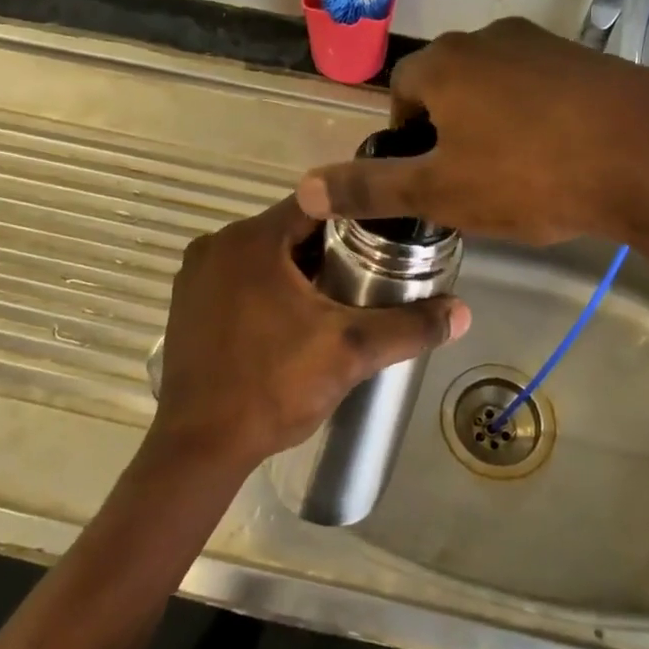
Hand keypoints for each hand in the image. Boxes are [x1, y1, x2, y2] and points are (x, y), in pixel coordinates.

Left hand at [149, 197, 469, 471]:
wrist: (200, 445)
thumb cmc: (273, 386)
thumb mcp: (349, 352)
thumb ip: (408, 327)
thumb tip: (462, 312)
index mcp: (252, 240)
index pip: (317, 203)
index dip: (357, 214)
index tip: (388, 236)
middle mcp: (217, 245)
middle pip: (290, 229)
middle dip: (331, 248)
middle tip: (372, 273)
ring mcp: (195, 275)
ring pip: (264, 255)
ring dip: (299, 269)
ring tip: (339, 298)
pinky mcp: (186, 303)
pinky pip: (239, 278)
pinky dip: (268, 286)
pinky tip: (293, 319)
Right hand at [296, 19, 648, 270]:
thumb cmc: (531, 175)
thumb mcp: (440, 192)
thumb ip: (370, 188)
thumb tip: (304, 187)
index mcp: (446, 62)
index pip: (401, 90)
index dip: (405, 137)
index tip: (428, 178)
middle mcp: (490, 37)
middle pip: (449, 84)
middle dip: (449, 130)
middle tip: (470, 183)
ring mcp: (545, 42)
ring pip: (497, 86)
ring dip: (494, 124)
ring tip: (518, 176)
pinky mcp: (591, 59)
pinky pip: (544, 88)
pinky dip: (539, 118)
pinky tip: (563, 158)